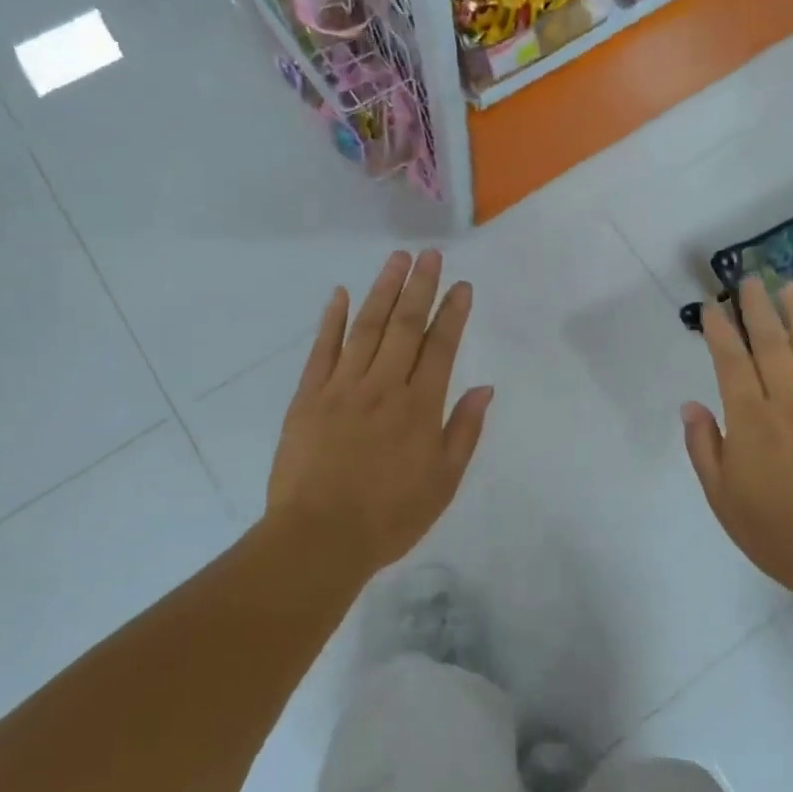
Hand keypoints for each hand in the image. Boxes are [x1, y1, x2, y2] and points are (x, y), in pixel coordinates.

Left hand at [266, 250, 492, 579]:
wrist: (320, 537)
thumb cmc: (390, 516)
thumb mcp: (443, 482)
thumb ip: (463, 431)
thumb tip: (484, 389)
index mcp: (419, 407)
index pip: (440, 347)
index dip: (452, 313)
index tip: (460, 285)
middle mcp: (383, 386)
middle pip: (405, 326)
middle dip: (420, 287)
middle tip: (429, 254)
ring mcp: (342, 387)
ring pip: (366, 328)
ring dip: (383, 291)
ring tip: (396, 260)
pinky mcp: (308, 396)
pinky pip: (322, 350)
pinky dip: (331, 320)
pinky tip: (339, 294)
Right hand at [682, 278, 792, 588]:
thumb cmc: (773, 529)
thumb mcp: (721, 495)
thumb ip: (705, 446)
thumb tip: (691, 406)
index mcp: (750, 420)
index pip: (731, 362)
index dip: (719, 331)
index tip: (711, 306)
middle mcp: (788, 402)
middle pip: (771, 345)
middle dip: (757, 309)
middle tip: (749, 278)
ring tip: (788, 286)